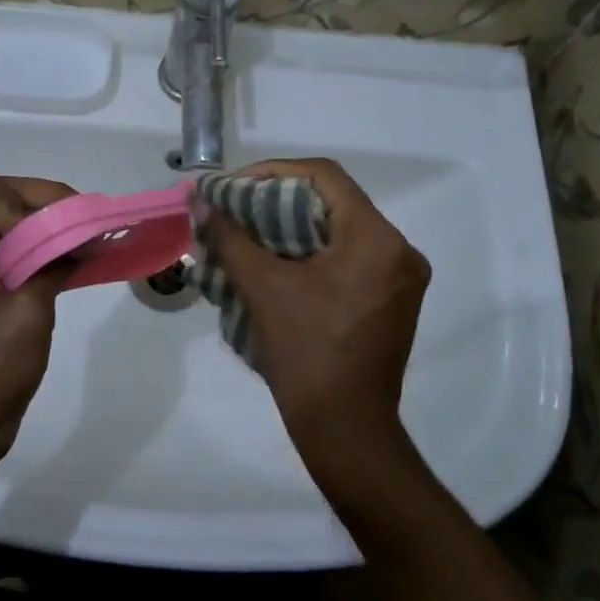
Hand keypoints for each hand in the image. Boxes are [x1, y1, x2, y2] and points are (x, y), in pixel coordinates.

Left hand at [0, 171, 77, 481]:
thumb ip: (54, 264)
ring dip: (45, 230)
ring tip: (84, 239)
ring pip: (5, 227)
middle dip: (42, 207)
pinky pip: (9, 256)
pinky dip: (40, 253)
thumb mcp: (28, 311)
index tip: (65, 227)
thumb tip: (88, 237)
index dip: (28, 200)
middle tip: (84, 222)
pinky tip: (71, 262)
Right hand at [203, 158, 430, 487]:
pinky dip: (311, 252)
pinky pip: (349, 257)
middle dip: (278, 200)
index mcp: (376, 239)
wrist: (344, 428)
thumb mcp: (262, 288)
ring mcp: (400, 278)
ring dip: (293, 227)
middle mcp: (399, 250)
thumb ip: (230, 238)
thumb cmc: (305, 353)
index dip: (273, 172)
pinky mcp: (392, 301)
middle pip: (333, 202)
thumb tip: (199, 204)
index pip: (324, 177)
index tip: (234, 187)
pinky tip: (277, 264)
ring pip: (340, 231)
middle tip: (236, 209)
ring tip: (249, 234)